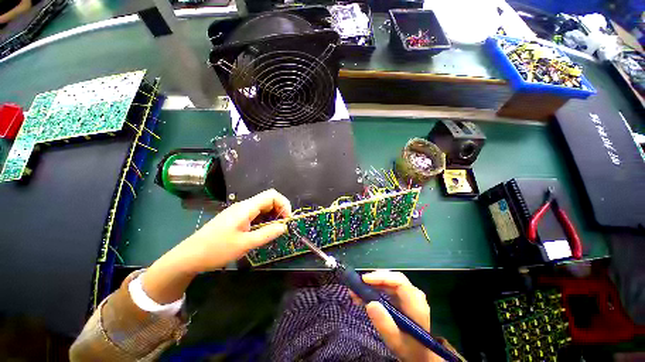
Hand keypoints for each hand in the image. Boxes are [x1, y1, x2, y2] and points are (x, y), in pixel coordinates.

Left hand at [142, 189, 290, 303]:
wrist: (188, 257)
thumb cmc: (216, 250)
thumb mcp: (245, 244)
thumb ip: (267, 233)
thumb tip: (284, 226)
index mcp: (246, 208)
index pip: (272, 195)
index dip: (284, 204)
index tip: (287, 219)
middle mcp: (243, 206)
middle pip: (268, 199)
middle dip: (280, 210)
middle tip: (282, 226)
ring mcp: (239, 212)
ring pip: (262, 207)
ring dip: (272, 215)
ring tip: (274, 230)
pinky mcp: (235, 218)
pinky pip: (255, 214)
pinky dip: (264, 219)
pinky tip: (262, 231)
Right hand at [350, 271, 441, 361]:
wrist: (422, 357)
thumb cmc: (410, 350)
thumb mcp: (396, 342)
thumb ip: (384, 324)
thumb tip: (370, 303)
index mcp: (416, 304)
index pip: (399, 281)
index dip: (381, 277)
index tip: (364, 280)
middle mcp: (413, 295)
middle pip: (392, 279)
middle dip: (373, 280)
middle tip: (357, 285)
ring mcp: (408, 295)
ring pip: (388, 282)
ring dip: (372, 285)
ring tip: (356, 292)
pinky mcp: (403, 298)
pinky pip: (388, 288)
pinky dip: (375, 290)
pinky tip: (363, 297)